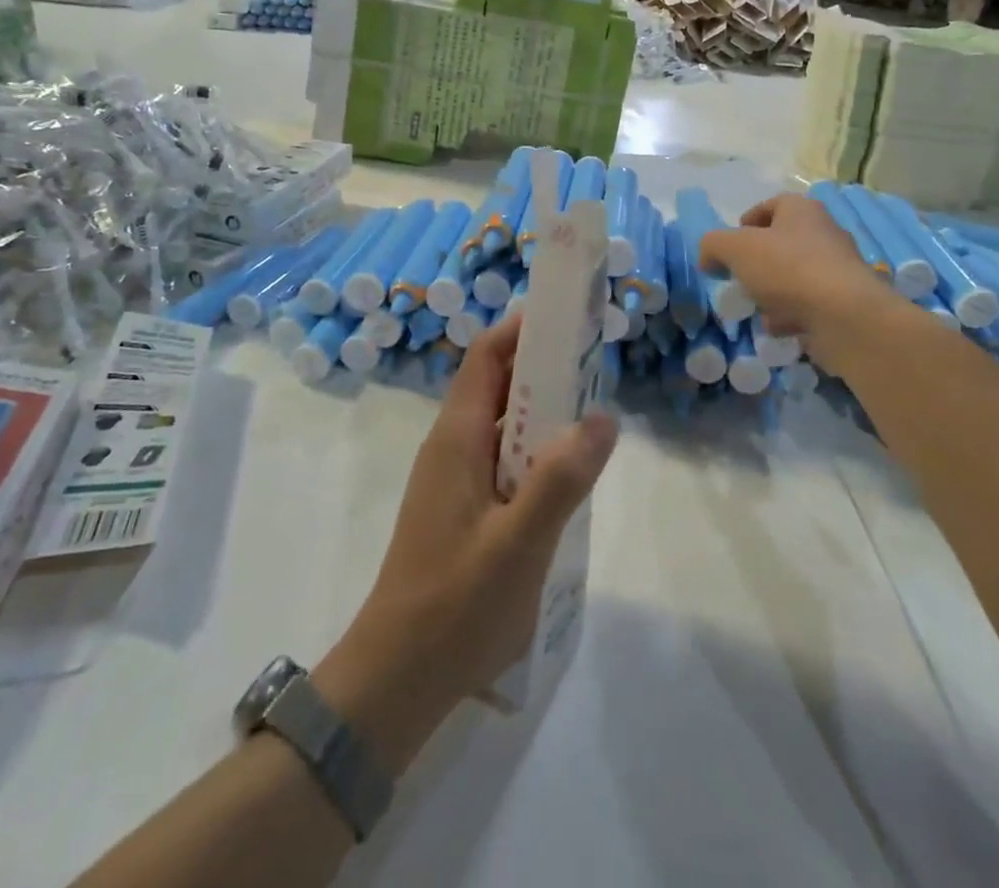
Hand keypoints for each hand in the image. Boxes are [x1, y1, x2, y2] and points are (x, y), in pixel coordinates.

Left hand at [315, 315, 616, 770]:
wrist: (396, 678)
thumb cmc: (455, 606)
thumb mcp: (518, 544)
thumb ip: (560, 480)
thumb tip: (602, 417)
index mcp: (456, 439)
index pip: (485, 357)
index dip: (521, 329)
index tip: (568, 318)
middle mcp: (450, 447)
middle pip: (494, 384)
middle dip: (541, 366)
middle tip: (594, 363)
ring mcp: (452, 479)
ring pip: (499, 423)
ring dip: (540, 410)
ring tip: (590, 412)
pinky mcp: (459, 508)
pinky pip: (499, 457)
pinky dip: (532, 449)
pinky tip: (564, 475)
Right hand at [698, 193, 907, 376]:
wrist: (844, 316)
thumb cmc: (787, 269)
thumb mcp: (735, 248)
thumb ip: (713, 245)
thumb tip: (708, 257)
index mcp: (802, 210)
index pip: (771, 205)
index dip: (746, 222)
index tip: (729, 246)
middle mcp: (825, 232)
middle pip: (782, 242)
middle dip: (757, 262)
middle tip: (739, 278)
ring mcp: (838, 268)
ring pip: (794, 275)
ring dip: (773, 291)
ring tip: (755, 307)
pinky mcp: (845, 301)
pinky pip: (809, 303)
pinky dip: (791, 314)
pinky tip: (778, 327)